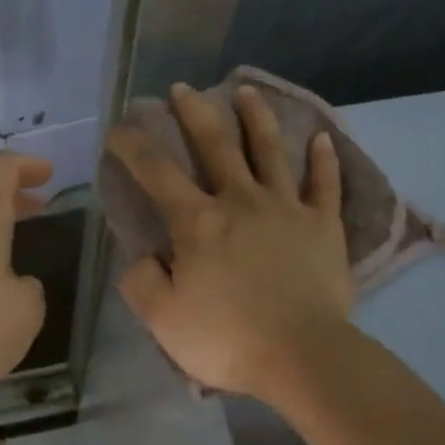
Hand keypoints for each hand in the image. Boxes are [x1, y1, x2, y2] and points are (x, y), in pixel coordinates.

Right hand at [110, 83, 352, 398]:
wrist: (302, 355)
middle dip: (194, 112)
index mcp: (198, 222)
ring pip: (270, 150)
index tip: (119, 128)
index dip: (133, 145)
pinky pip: (325, 184)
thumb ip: (142, 282)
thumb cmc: (228, 339)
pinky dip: (324, 160)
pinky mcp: (324, 224)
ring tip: (247, 90)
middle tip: (182, 89)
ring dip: (256, 117)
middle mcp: (241, 200)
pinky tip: (323, 138)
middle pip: (216, 144)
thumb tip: (142, 256)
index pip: (156, 172)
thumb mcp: (164, 320)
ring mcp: (287, 207)